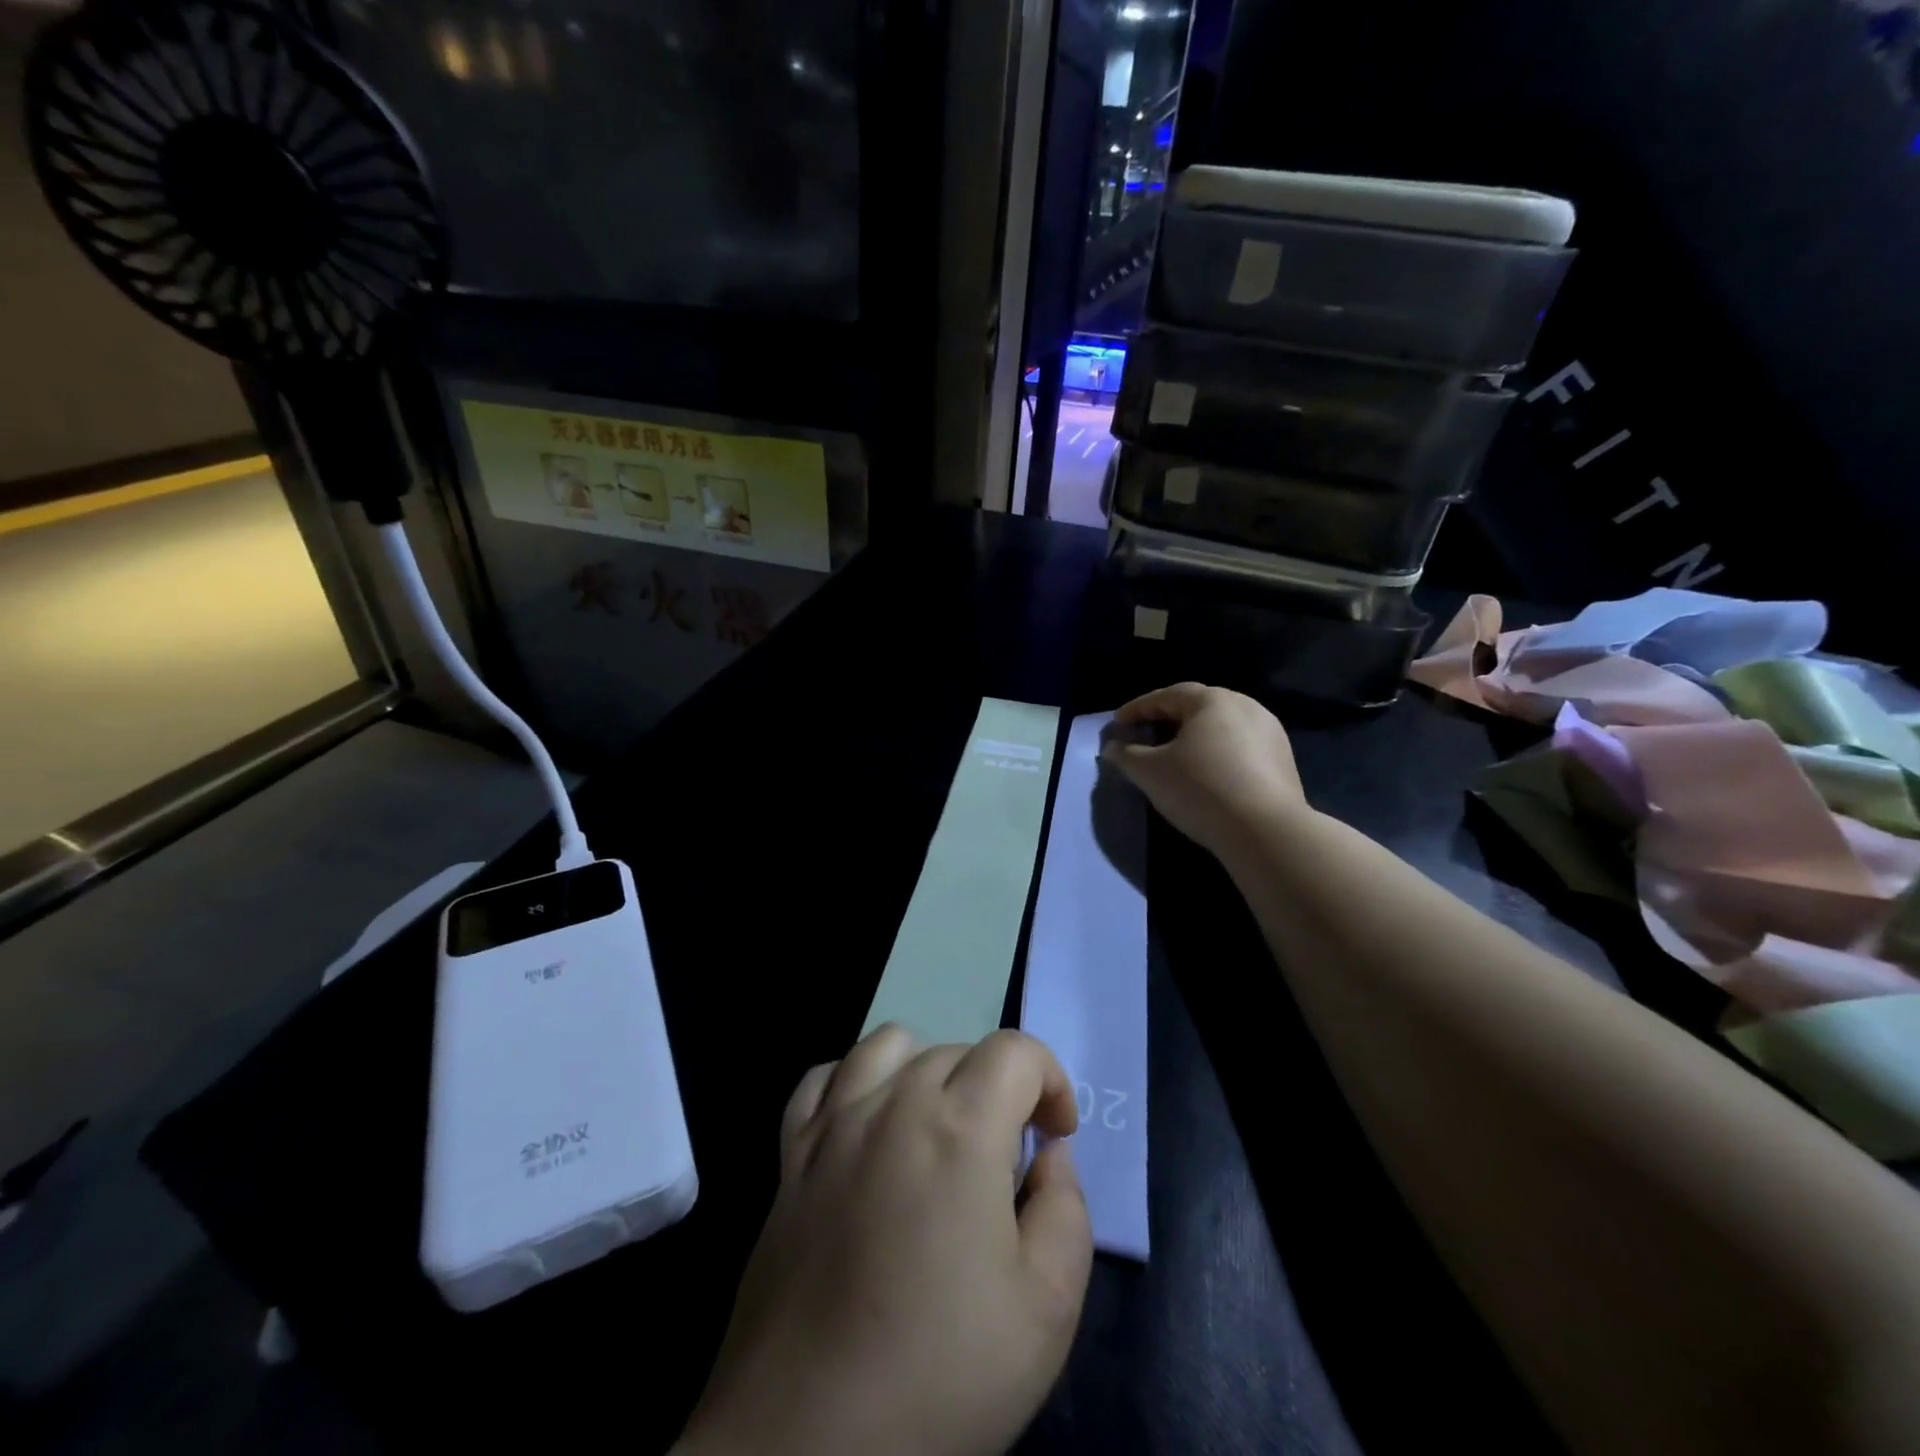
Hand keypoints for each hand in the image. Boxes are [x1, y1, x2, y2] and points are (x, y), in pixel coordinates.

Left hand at [678, 1025, 1092, 1455]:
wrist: (806, 1445)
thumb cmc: (940, 1377)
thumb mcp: (1046, 1309)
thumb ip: (1066, 1209)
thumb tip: (1048, 1154)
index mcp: (960, 1129)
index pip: (1015, 1050)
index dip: (1051, 1080)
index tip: (1055, 1135)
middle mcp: (893, 1105)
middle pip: (958, 1049)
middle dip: (997, 1087)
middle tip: (1003, 1159)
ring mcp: (833, 1125)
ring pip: (889, 1045)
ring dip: (928, 1068)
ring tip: (939, 1127)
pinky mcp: (790, 1156)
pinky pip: (823, 1079)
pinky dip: (854, 1082)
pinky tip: (867, 1127)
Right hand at [1102, 682, 1307, 856]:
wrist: (1265, 831)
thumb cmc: (1200, 789)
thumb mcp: (1150, 772)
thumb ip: (1126, 755)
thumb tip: (1111, 747)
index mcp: (1212, 700)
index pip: (1166, 696)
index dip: (1137, 709)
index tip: (1118, 724)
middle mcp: (1245, 706)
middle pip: (1197, 707)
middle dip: (1167, 719)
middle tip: (1145, 736)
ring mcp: (1269, 732)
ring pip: (1221, 727)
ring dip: (1194, 737)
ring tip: (1175, 756)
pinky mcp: (1283, 759)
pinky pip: (1240, 747)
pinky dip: (1217, 753)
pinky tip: (1207, 774)